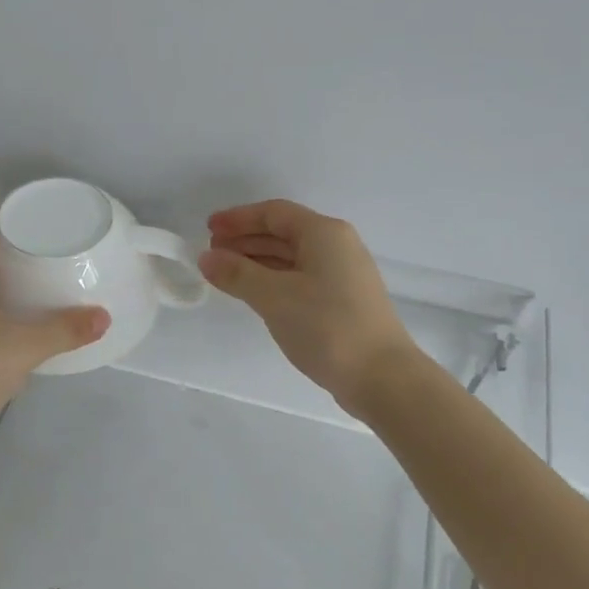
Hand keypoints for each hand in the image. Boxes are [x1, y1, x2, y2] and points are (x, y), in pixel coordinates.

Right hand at [198, 199, 418, 413]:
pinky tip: (255, 294)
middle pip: (284, 232)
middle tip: (211, 254)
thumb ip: (237, 274)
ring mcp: (343, 275)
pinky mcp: (343, 301)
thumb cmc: (327, 326)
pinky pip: (300, 278)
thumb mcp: (275, 297)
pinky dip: (274, 279)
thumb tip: (207, 257)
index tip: (208, 229)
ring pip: (292, 257)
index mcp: (324, 233)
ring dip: (257, 261)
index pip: (274, 213)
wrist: (381, 376)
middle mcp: (337, 246)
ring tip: (225, 274)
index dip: (238, 218)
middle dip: (245, 240)